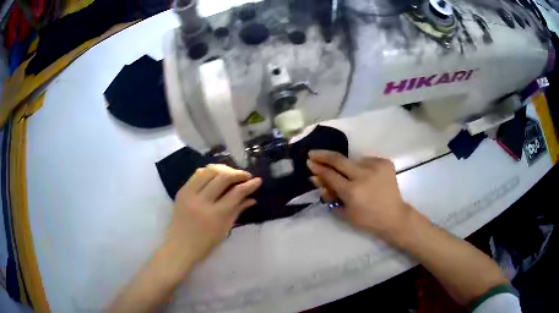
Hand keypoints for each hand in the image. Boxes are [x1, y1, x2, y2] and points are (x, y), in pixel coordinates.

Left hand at [166, 164, 261, 266]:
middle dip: (238, 173)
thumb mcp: (224, 229)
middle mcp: (202, 201)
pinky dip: (209, 171)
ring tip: (231, 173)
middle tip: (246, 176)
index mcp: (215, 215)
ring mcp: (189, 194)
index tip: (258, 180)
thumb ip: (238, 210)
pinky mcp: (182, 191)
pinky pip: (197, 174)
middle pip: (222, 177)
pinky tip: (216, 175)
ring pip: (209, 171)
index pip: (236, 193)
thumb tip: (252, 198)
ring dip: (223, 169)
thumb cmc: (205, 243)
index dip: (249, 185)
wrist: (179, 246)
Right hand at [307, 150, 412, 241]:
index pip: (330, 175)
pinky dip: (362, 167)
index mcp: (352, 191)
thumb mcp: (344, 212)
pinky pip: (367, 161)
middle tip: (313, 153)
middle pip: (338, 160)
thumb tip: (317, 179)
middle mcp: (363, 176)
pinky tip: (366, 176)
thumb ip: (330, 195)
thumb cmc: (367, 220)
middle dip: (323, 155)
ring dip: (347, 167)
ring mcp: (376, 167)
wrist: (394, 216)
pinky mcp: (385, 163)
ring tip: (351, 177)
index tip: (309, 161)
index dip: (317, 167)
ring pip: (353, 161)